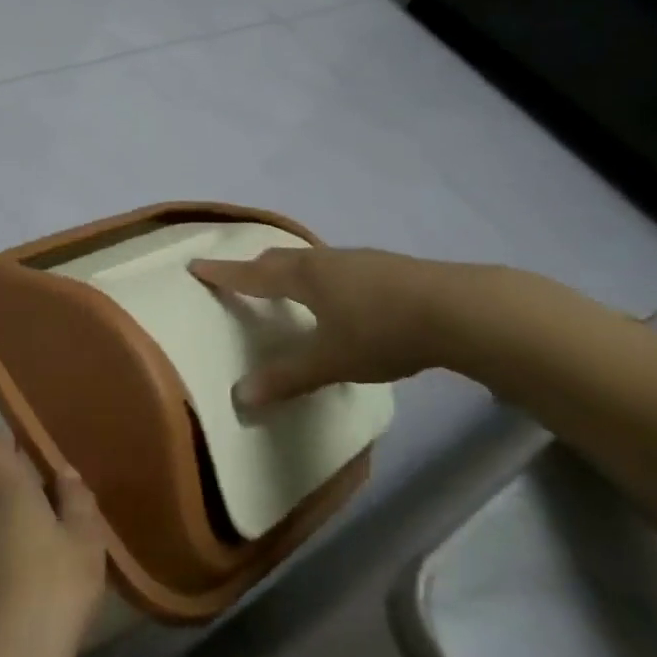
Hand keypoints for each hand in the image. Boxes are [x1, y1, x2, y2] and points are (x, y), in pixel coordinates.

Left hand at [0, 433, 107, 656]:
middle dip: (30, 489)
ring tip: (63, 550)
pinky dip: (17, 558)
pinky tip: (45, 586)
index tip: (40, 453)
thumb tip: (64, 473)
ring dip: (25, 527)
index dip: (11, 441)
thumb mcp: (84, 541)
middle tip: (69, 508)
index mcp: (4, 490)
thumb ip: (77, 500)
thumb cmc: (52, 590)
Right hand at [189, 245, 455, 410]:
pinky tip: (339, 295)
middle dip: (255, 267)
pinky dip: (322, 277)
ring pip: (312, 261)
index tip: (196, 265)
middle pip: (280, 259)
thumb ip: (287, 377)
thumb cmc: (382, 331)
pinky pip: (338, 268)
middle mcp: (326, 261)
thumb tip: (241, 397)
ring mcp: (360, 261)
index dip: (223, 273)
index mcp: (303, 277)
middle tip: (239, 275)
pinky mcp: (388, 268)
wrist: (460, 309)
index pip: (252, 274)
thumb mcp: (331, 361)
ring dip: (291, 270)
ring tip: (286, 284)